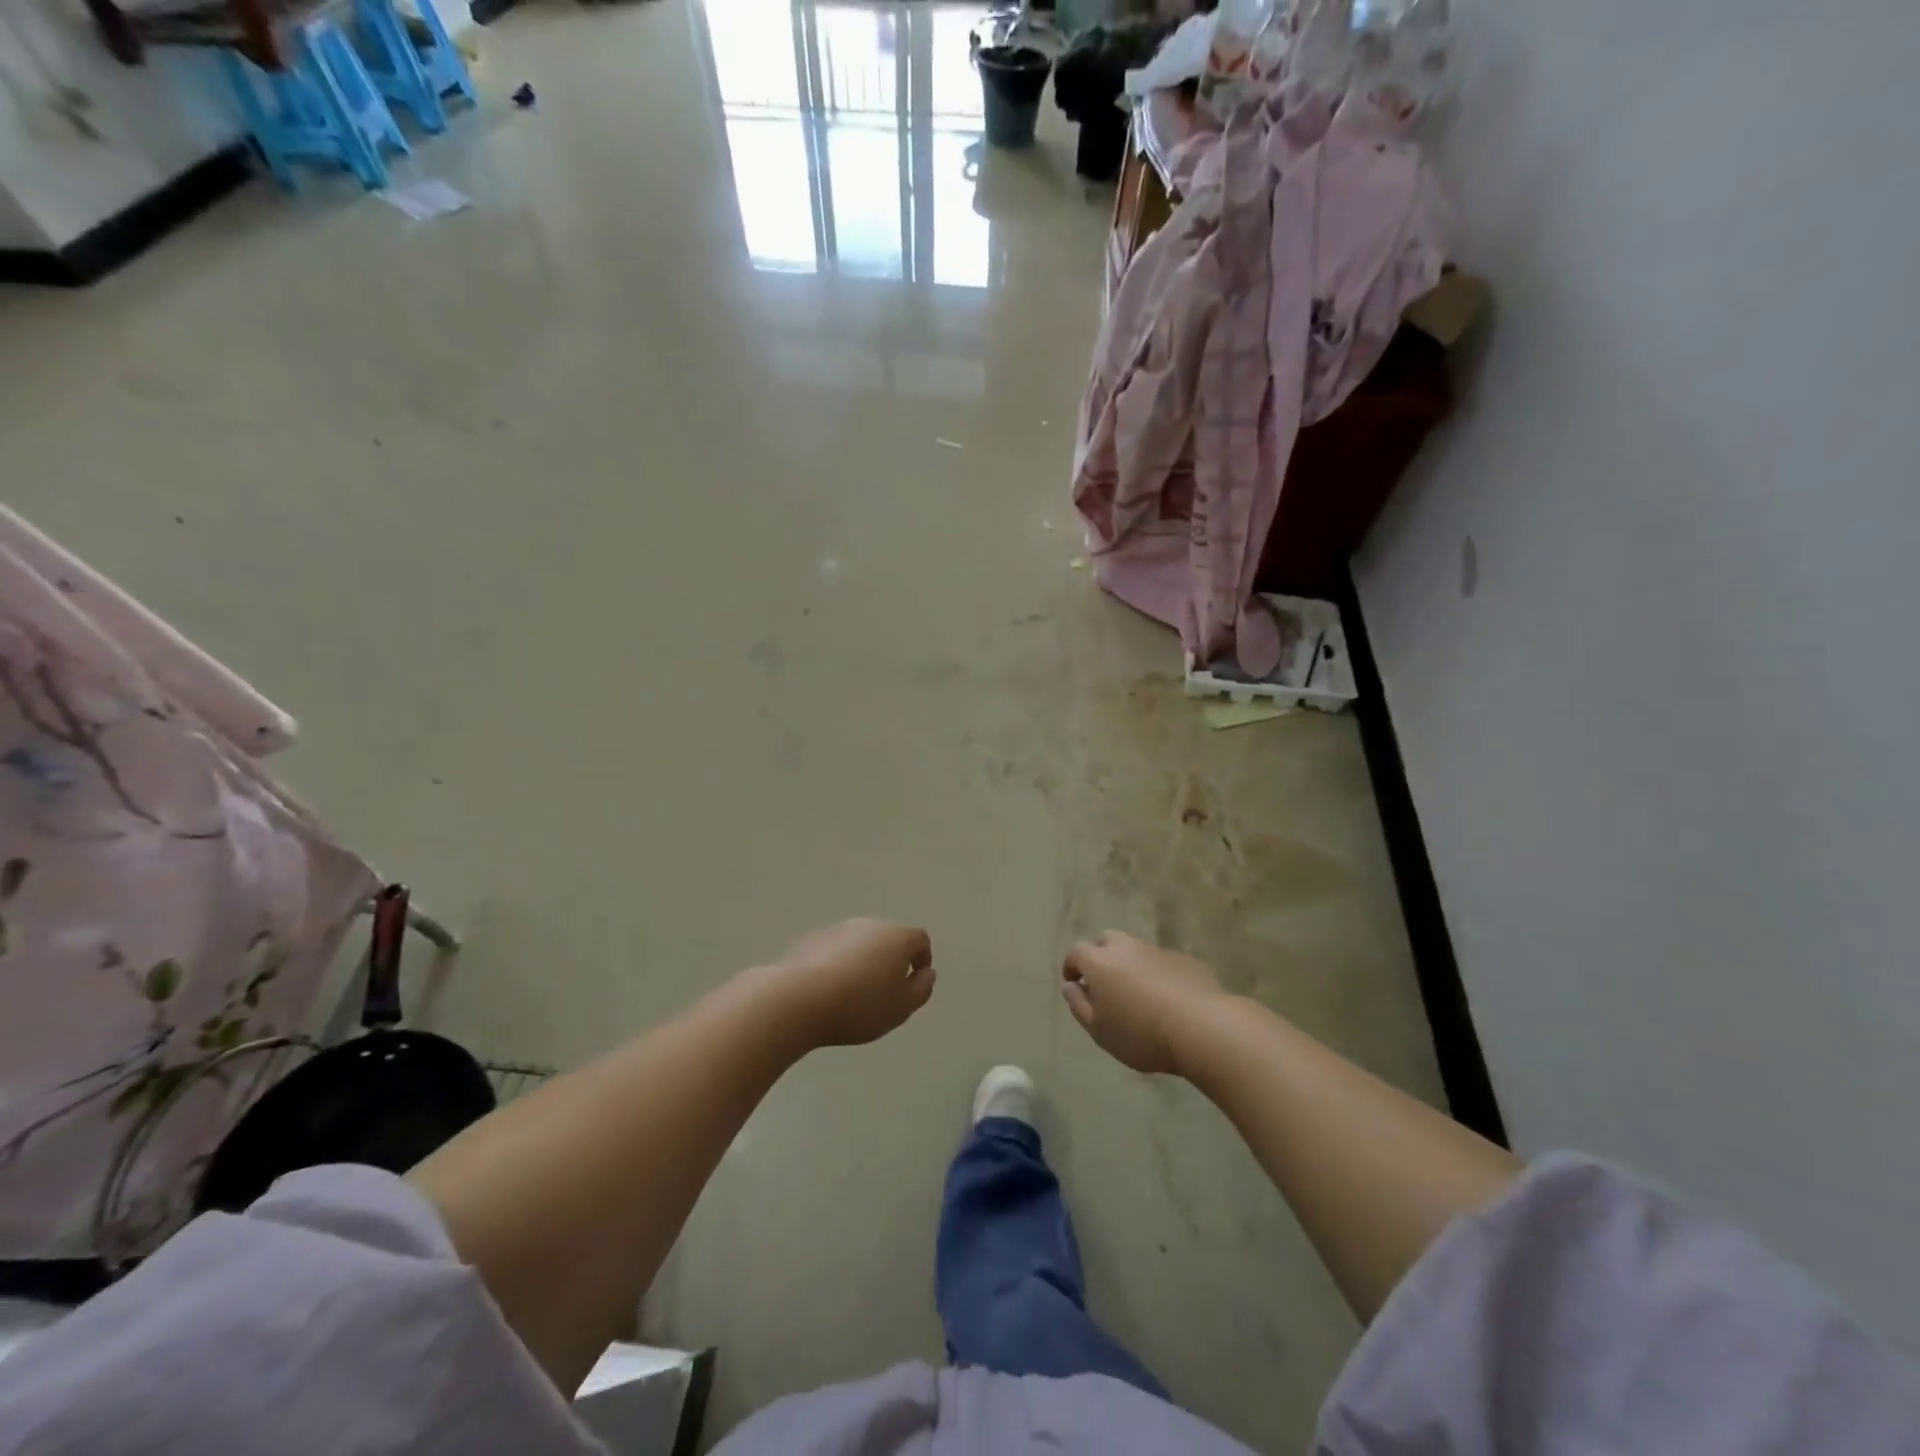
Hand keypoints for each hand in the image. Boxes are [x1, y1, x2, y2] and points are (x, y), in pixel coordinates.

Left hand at [766, 919, 935, 1048]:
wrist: (800, 999)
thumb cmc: (860, 1006)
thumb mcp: (901, 1007)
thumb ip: (921, 989)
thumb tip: (927, 973)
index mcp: (897, 937)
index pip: (920, 940)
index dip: (922, 960)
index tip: (913, 985)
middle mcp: (869, 925)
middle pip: (888, 939)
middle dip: (890, 962)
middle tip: (884, 994)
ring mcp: (838, 929)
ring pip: (860, 944)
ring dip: (863, 963)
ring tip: (853, 995)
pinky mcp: (811, 940)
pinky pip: (834, 951)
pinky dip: (837, 966)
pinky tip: (827, 992)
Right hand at [1062, 931, 1226, 1075]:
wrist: (1203, 1028)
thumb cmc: (1141, 1034)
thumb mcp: (1099, 1030)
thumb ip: (1079, 1005)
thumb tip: (1070, 986)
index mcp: (1099, 962)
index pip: (1076, 953)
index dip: (1071, 966)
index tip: (1073, 982)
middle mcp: (1126, 948)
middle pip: (1106, 941)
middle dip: (1100, 956)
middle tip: (1104, 982)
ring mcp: (1157, 951)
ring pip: (1135, 949)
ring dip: (1130, 964)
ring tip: (1137, 992)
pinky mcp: (1184, 960)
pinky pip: (1162, 962)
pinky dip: (1156, 973)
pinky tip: (1166, 997)